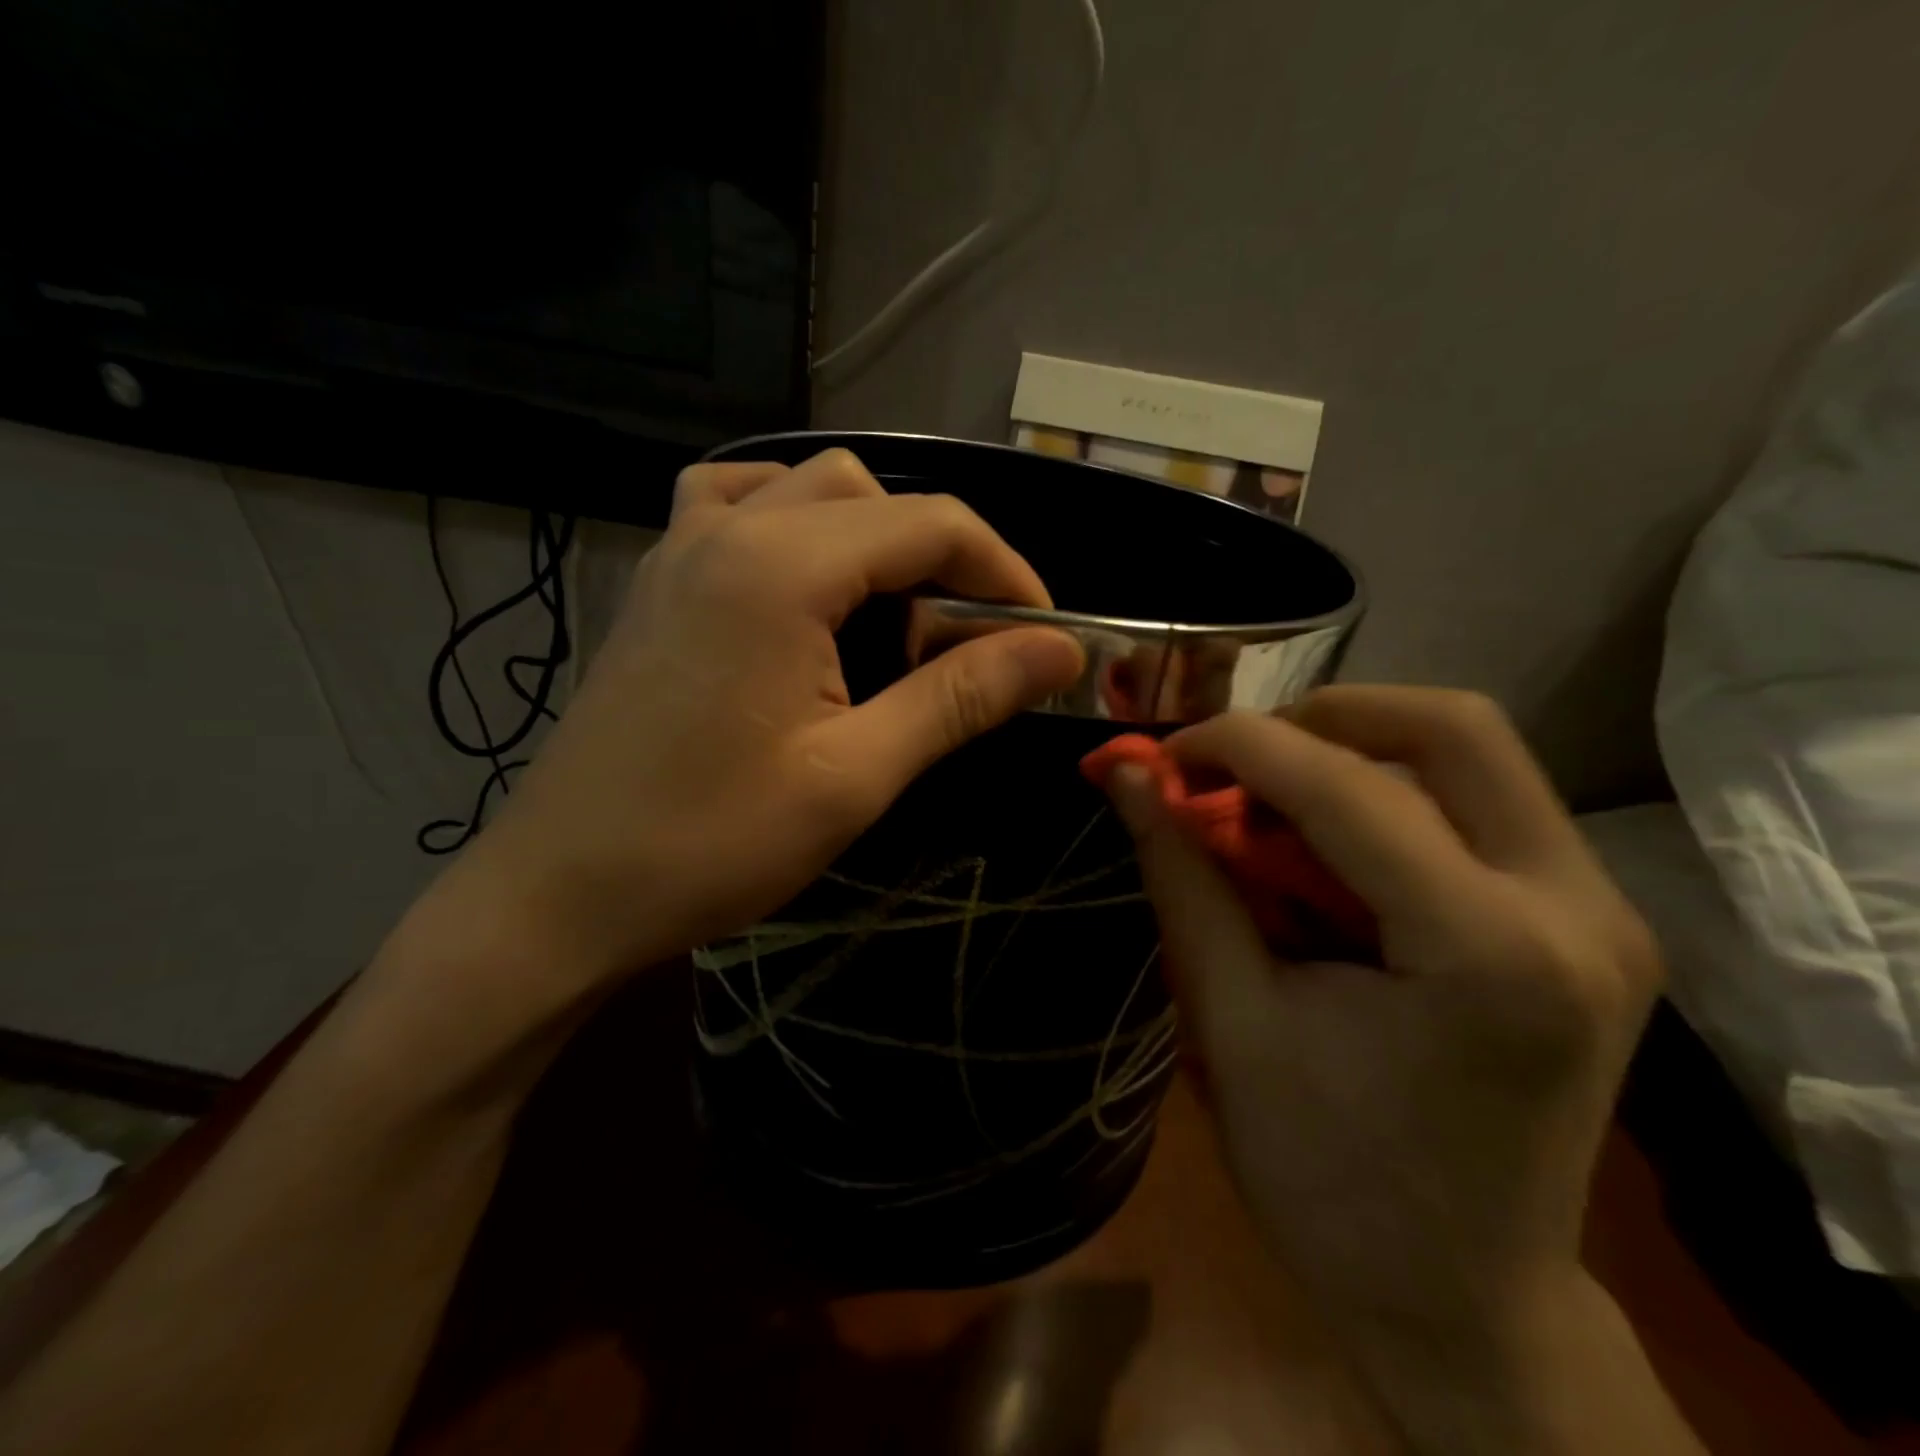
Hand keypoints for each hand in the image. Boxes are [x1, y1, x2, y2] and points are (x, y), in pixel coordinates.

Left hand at [447, 448, 1083, 992]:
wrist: (561, 894)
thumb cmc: (711, 843)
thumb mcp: (856, 775)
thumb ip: (960, 696)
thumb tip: (1059, 651)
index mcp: (781, 566)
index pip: (931, 524)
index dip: (1006, 573)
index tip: (1044, 637)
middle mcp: (728, 529)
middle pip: (872, 494)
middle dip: (941, 555)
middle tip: (965, 643)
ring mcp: (680, 548)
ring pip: (803, 488)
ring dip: (869, 535)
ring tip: (891, 614)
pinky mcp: (659, 583)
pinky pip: (737, 508)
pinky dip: (794, 526)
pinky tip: (805, 587)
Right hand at [1101, 687, 1661, 1341]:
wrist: (1462, 1302)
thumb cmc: (1327, 1179)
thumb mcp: (1230, 1020)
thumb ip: (1182, 877)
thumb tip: (1125, 777)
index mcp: (1489, 952)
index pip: (1349, 787)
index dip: (1237, 746)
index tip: (1162, 755)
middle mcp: (1577, 908)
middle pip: (1451, 727)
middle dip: (1320, 718)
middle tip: (1235, 764)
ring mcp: (1603, 911)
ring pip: (1470, 752)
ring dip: (1351, 755)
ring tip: (1270, 808)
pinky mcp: (1589, 921)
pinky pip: (1479, 802)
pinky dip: (1385, 797)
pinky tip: (1328, 852)